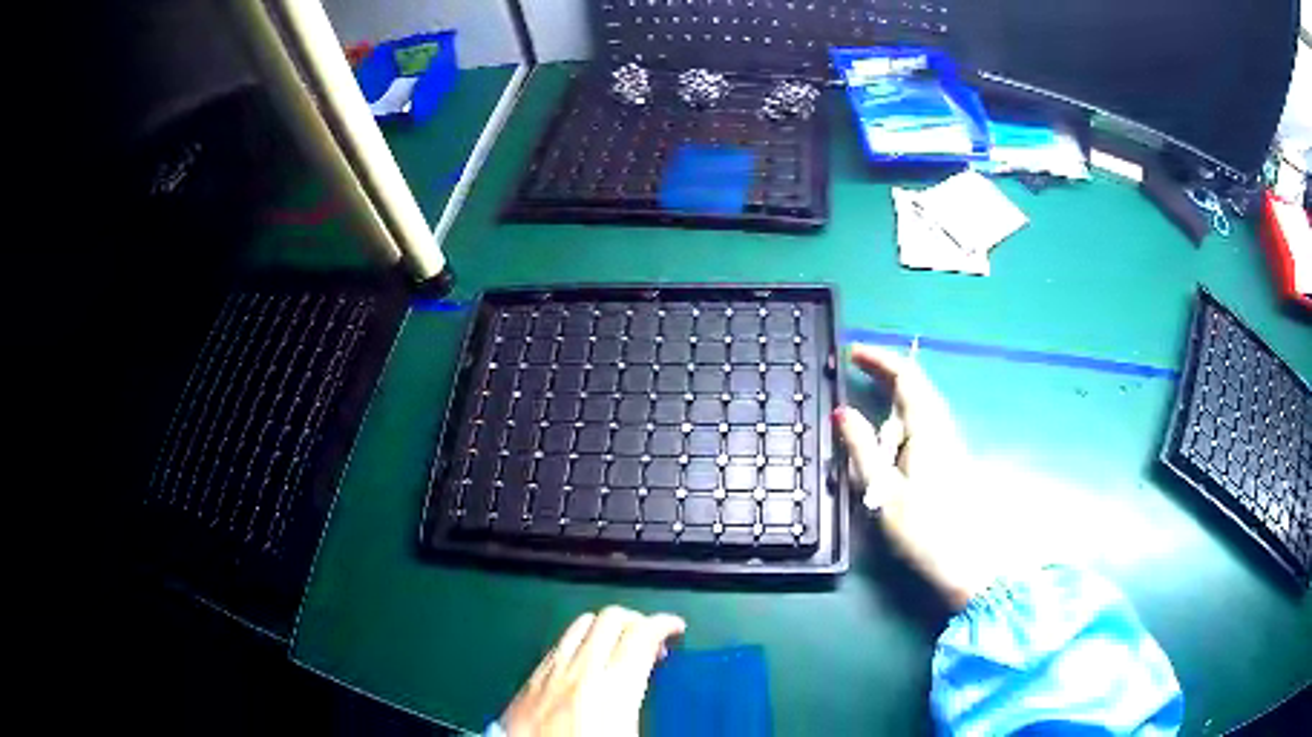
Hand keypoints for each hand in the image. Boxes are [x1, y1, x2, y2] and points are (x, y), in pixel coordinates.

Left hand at [501, 606, 685, 736]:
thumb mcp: (630, 735)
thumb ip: (640, 701)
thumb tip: (649, 681)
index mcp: (613, 688)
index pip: (641, 633)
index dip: (664, 624)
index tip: (676, 629)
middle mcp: (580, 671)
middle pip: (611, 618)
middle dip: (638, 621)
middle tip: (651, 642)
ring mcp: (550, 673)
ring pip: (581, 625)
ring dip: (606, 628)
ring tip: (619, 648)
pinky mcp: (528, 682)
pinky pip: (557, 645)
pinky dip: (578, 644)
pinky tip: (584, 666)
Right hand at [835, 344, 1004, 611]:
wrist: (970, 564)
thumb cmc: (925, 530)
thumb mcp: (884, 492)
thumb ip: (862, 450)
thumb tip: (842, 413)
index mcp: (927, 430)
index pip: (907, 377)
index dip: (880, 359)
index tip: (853, 353)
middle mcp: (942, 429)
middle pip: (916, 387)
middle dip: (886, 375)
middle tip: (855, 370)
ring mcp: (950, 445)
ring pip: (919, 410)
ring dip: (892, 406)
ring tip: (865, 430)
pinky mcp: (951, 461)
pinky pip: (923, 429)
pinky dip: (900, 426)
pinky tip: (888, 450)